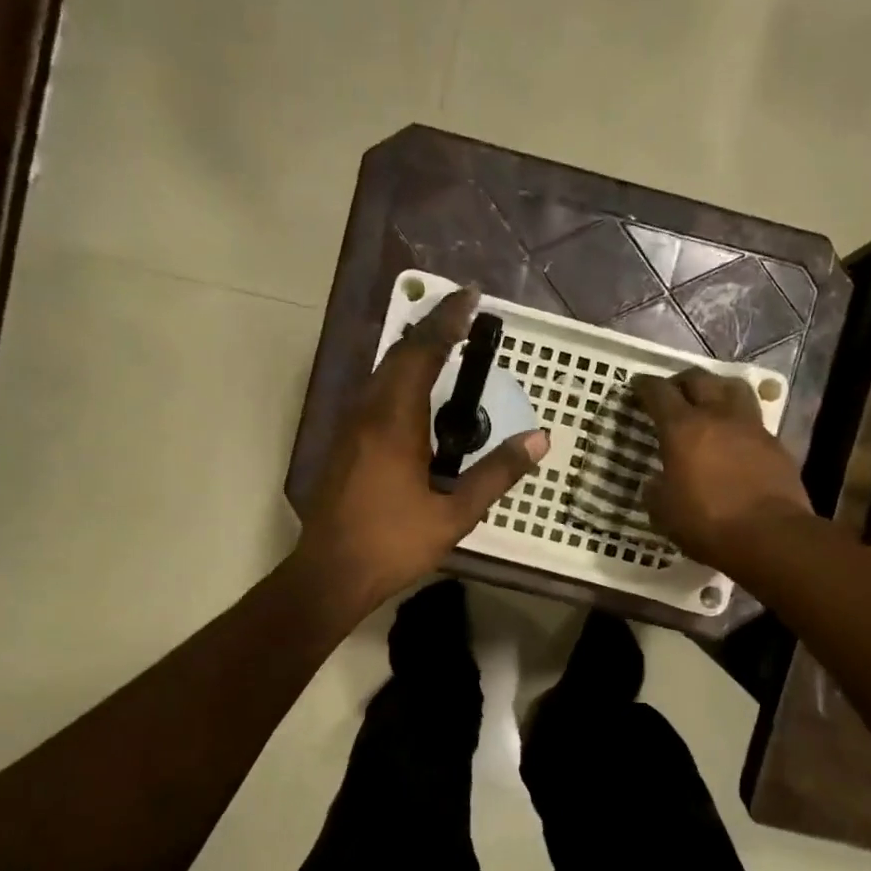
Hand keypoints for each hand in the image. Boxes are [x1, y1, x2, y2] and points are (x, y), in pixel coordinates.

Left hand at [297, 287, 548, 610]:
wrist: (330, 573)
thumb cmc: (393, 544)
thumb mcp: (455, 514)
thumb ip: (497, 474)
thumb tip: (539, 439)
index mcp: (394, 421)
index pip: (422, 353)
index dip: (448, 321)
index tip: (471, 298)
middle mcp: (367, 412)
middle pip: (398, 354)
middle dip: (432, 329)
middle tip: (464, 316)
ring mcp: (350, 427)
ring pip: (382, 373)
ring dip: (413, 352)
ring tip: (446, 347)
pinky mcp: (344, 444)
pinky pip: (375, 394)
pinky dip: (401, 378)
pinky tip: (418, 396)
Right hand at [630, 369, 811, 568]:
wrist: (770, 536)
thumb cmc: (707, 523)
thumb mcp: (663, 512)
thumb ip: (656, 490)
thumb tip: (657, 482)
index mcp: (682, 429)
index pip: (659, 393)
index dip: (644, 386)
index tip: (637, 386)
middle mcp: (717, 416)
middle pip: (699, 379)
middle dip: (681, 381)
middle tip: (672, 392)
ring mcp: (751, 427)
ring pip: (733, 388)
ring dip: (716, 388)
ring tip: (708, 401)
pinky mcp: (775, 444)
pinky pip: (753, 419)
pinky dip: (738, 420)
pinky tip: (734, 437)